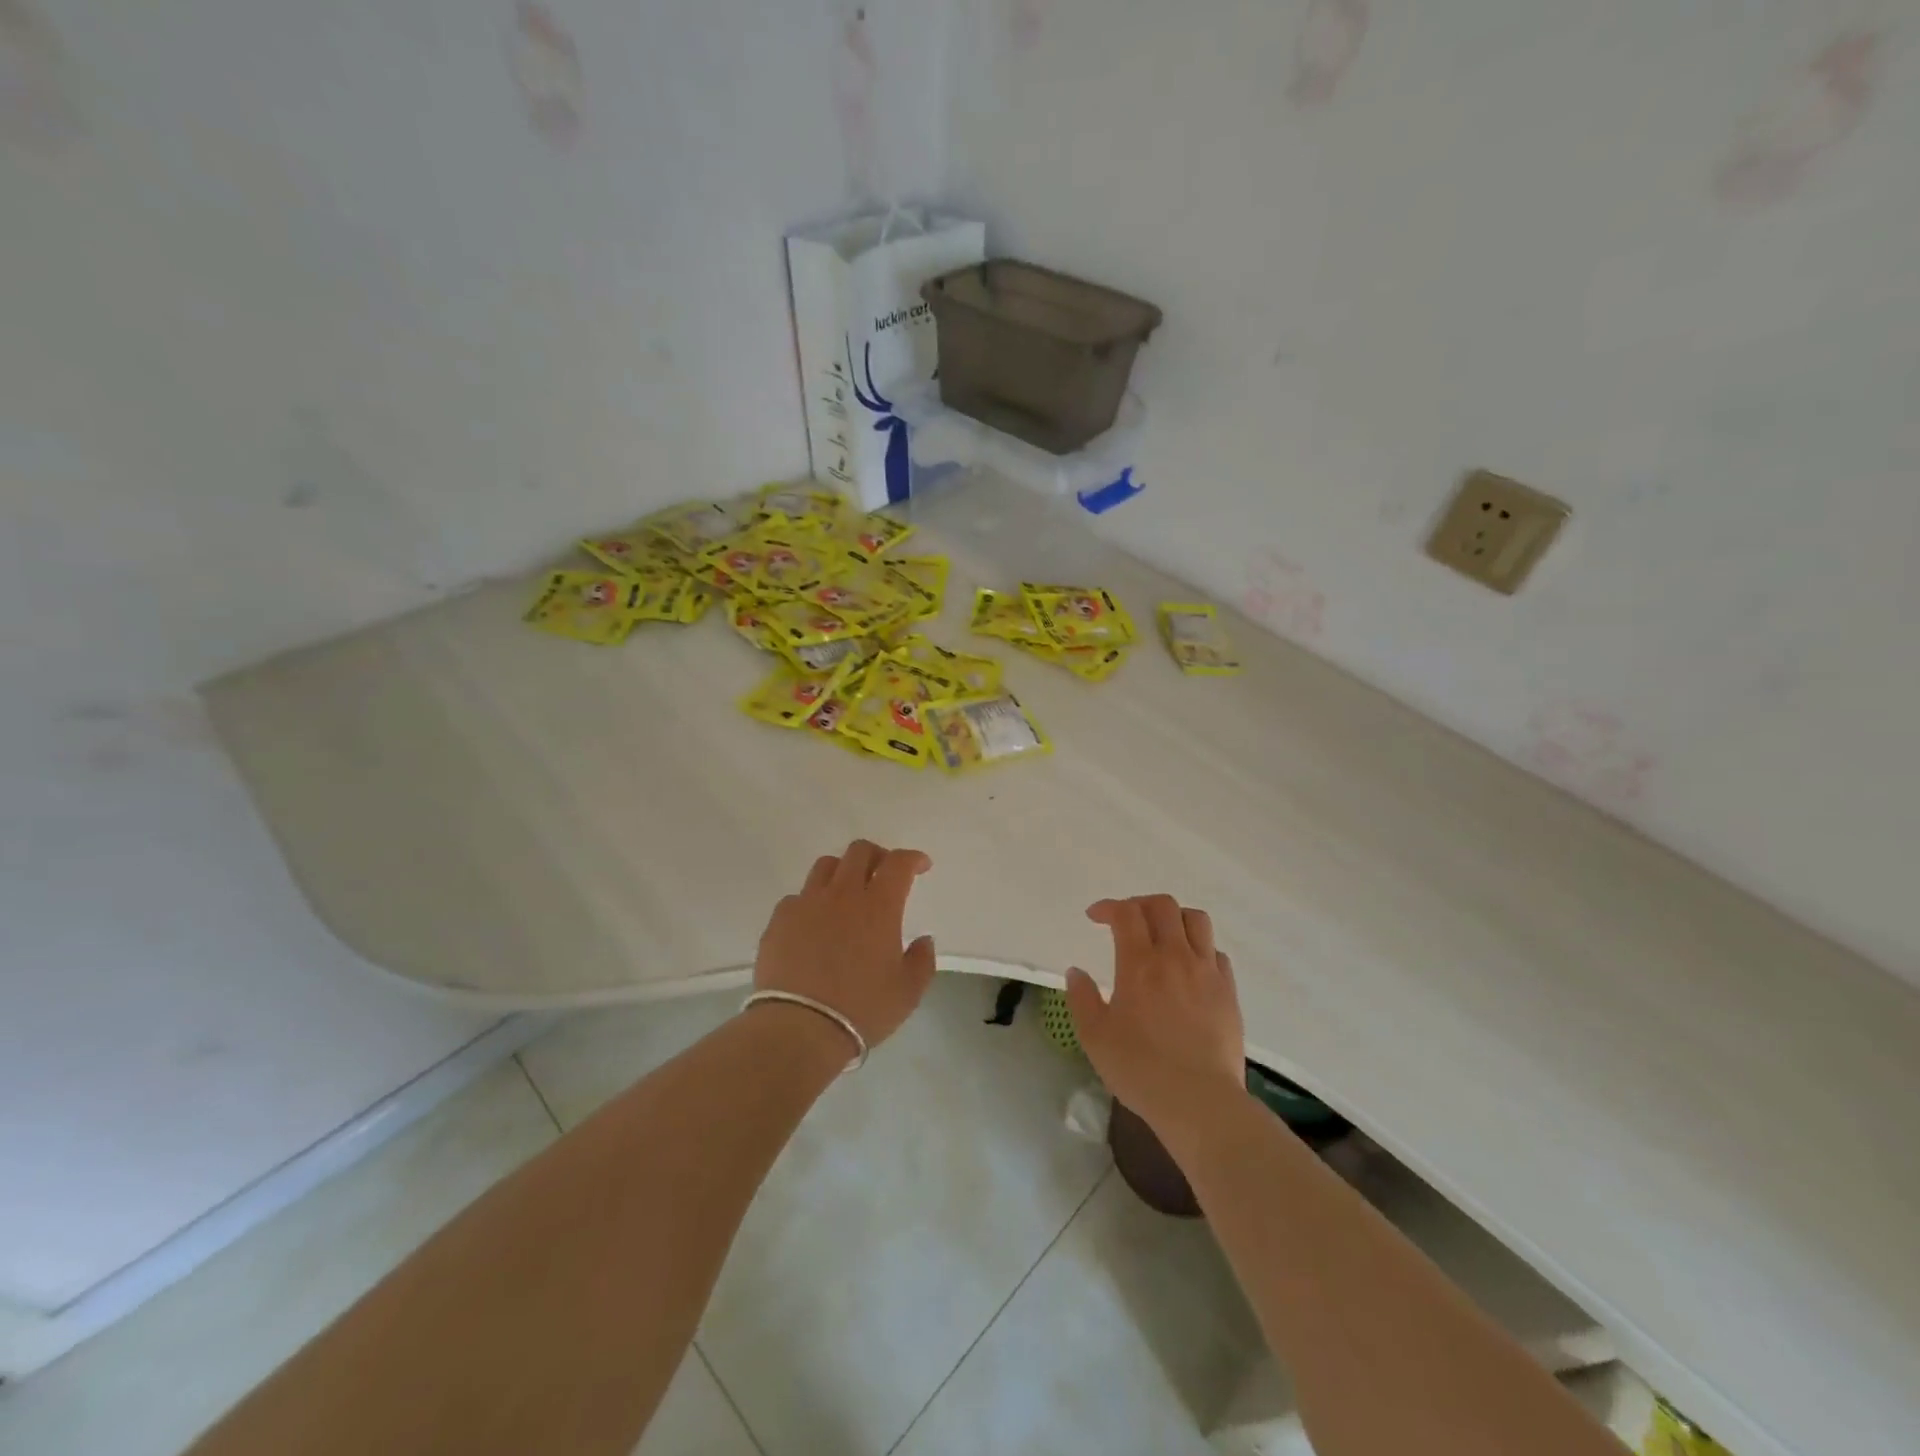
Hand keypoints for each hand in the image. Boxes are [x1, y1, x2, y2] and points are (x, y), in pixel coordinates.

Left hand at [753, 839, 937, 1047]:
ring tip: (847, 893)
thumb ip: (922, 960)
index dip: (912, 858)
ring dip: (843, 871)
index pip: (898, 863)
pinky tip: (815, 923)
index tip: (921, 866)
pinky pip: (798, 896)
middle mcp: (842, 894)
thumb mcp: (908, 992)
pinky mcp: (779, 920)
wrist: (799, 1028)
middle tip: (884, 874)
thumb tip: (923, 940)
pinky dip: (812, 901)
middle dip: (877, 855)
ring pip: (826, 866)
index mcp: (878, 906)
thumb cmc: (862, 1009)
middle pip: (859, 851)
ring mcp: (806, 904)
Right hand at [1065, 895, 1245, 1140]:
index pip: (1126, 913)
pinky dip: (1200, 948)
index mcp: (1140, 964)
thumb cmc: (1140, 1069)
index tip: (1095, 917)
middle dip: (1140, 904)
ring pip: (1196, 920)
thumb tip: (1076, 972)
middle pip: (1164, 905)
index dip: (1108, 907)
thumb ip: (1082, 998)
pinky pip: (1216, 953)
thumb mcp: (1095, 1037)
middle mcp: (1176, 957)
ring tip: (1162, 935)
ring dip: (1174, 918)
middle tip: (1126, 921)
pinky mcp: (1229, 992)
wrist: (1200, 1102)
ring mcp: (1207, 972)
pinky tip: (1190, 968)